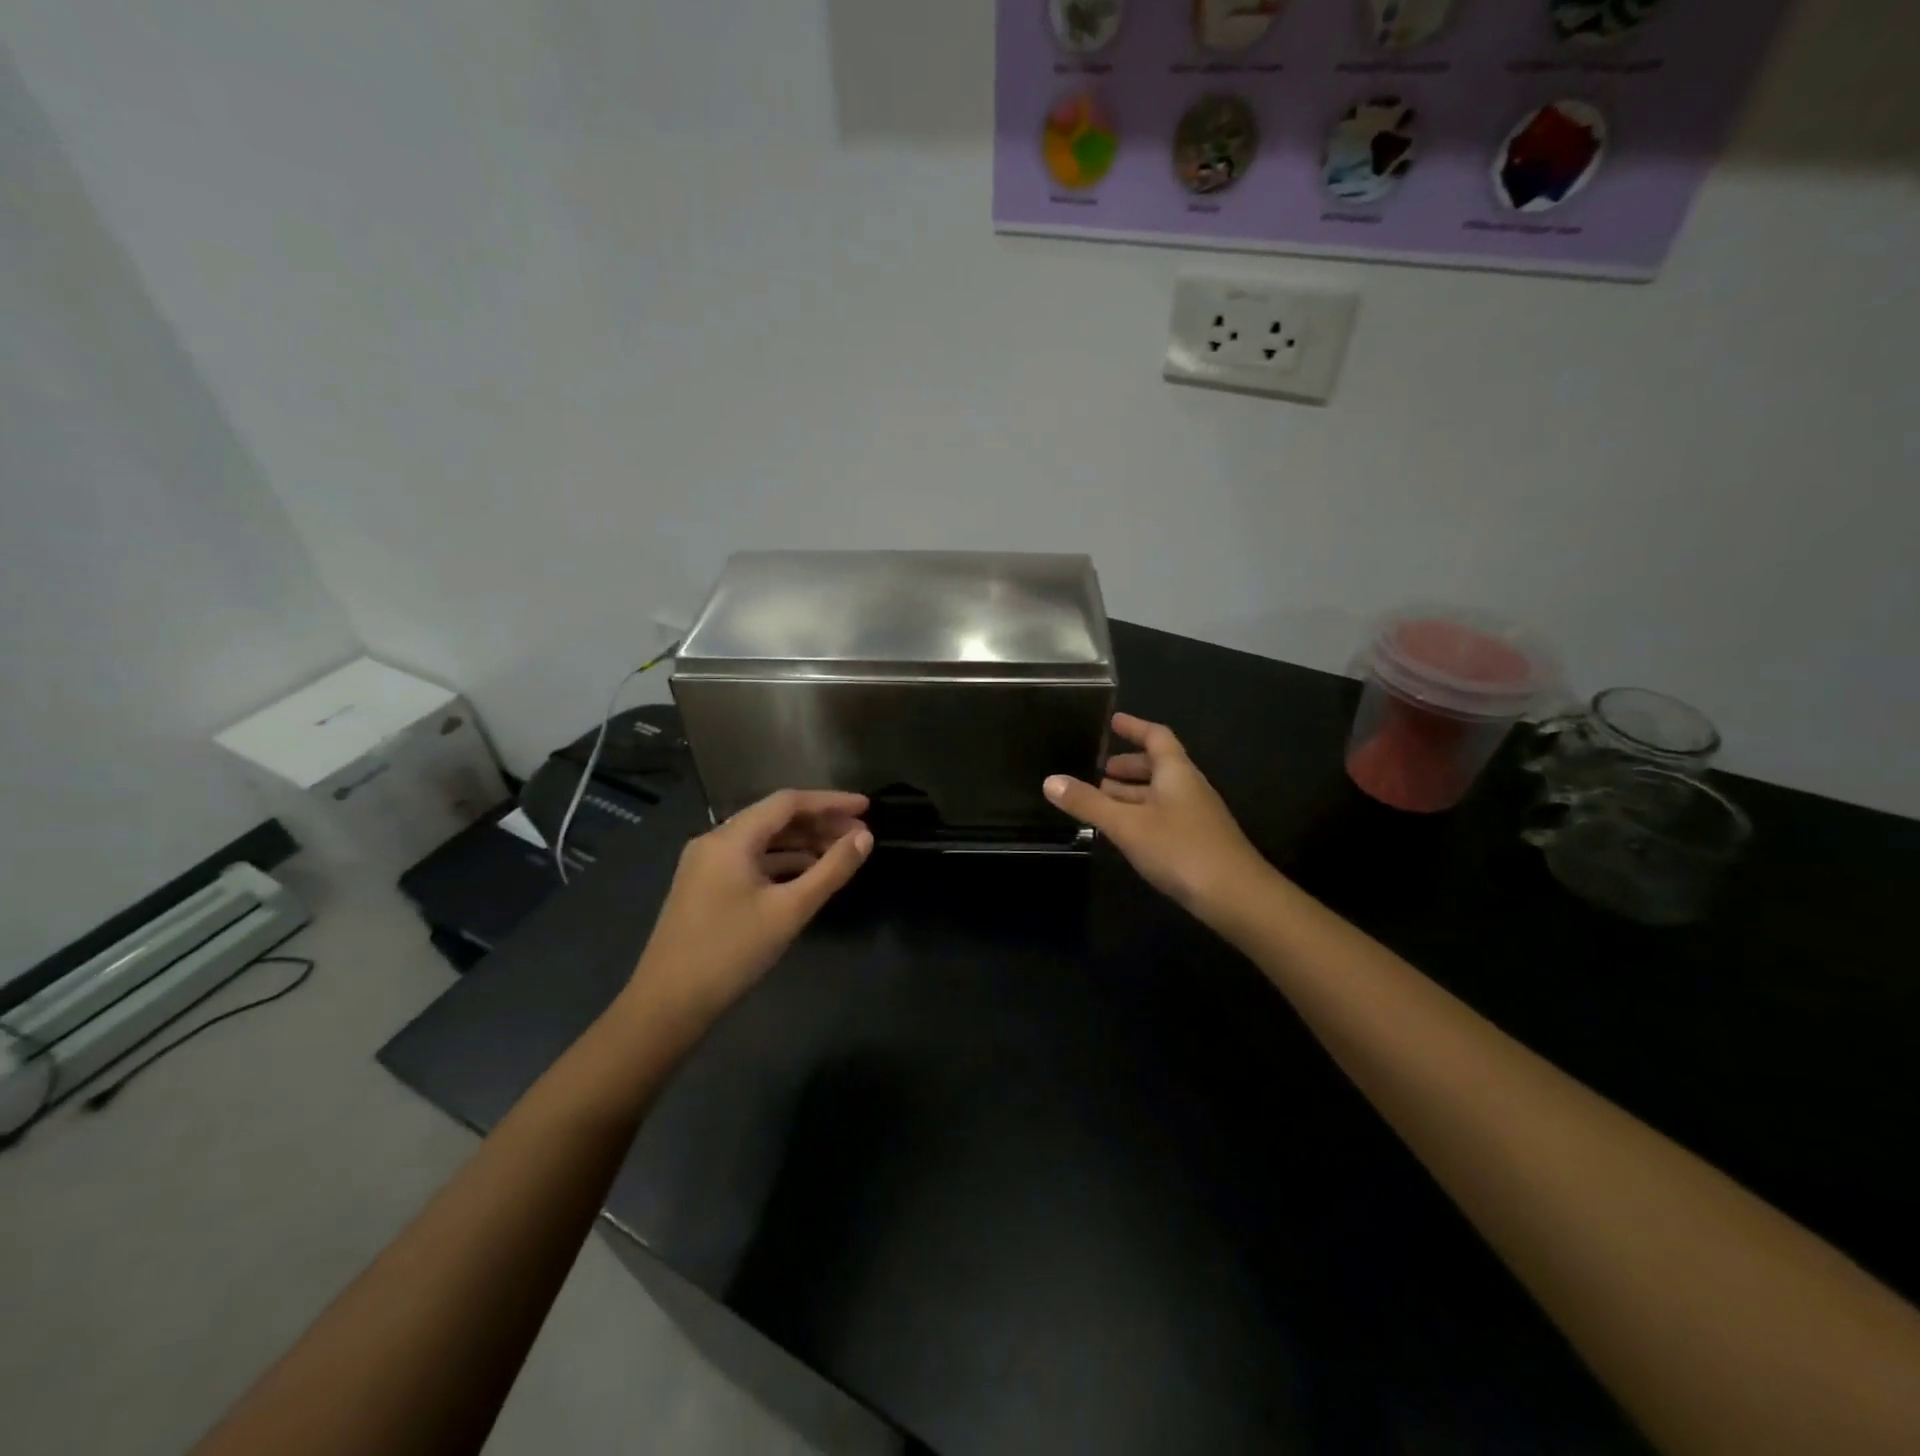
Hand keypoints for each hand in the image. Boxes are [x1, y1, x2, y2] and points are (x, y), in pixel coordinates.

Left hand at [626, 790, 872, 1027]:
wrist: (667, 1005)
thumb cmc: (731, 953)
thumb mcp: (789, 911)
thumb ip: (831, 870)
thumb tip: (865, 838)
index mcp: (730, 839)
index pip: (787, 802)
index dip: (830, 802)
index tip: (865, 807)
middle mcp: (715, 841)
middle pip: (774, 818)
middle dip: (819, 823)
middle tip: (860, 835)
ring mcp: (706, 865)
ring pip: (763, 841)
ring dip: (802, 843)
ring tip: (841, 854)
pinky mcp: (705, 887)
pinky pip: (750, 861)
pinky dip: (782, 862)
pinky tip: (808, 875)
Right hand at [1045, 713, 1271, 924]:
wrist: (1236, 897)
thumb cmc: (1180, 849)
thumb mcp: (1127, 824)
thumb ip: (1088, 803)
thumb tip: (1050, 780)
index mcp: (1176, 772)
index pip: (1156, 737)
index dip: (1134, 727)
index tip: (1112, 721)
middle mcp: (1188, 787)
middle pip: (1157, 766)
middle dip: (1127, 766)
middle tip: (1097, 769)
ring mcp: (1195, 816)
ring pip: (1158, 795)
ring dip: (1131, 793)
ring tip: (1100, 800)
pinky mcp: (1196, 842)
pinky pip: (1162, 817)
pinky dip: (1140, 815)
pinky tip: (1123, 832)